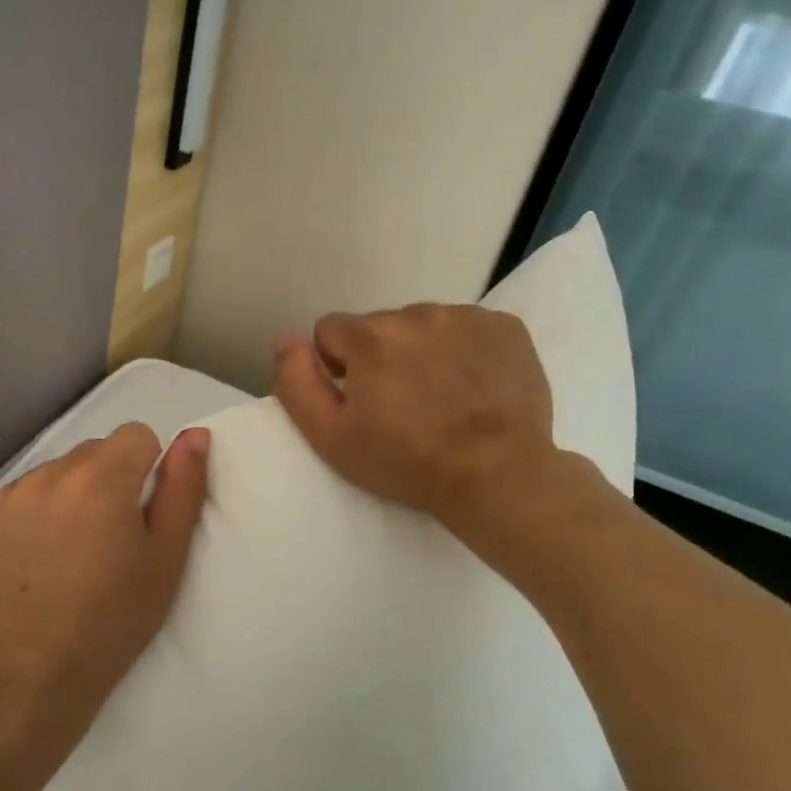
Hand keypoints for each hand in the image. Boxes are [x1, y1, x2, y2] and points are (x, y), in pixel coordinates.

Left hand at [0, 423, 210, 772]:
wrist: (28, 677)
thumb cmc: (112, 620)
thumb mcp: (166, 559)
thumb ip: (183, 488)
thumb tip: (195, 434)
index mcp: (101, 478)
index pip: (136, 435)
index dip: (146, 470)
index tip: (139, 516)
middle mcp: (49, 473)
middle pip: (93, 453)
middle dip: (106, 483)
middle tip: (106, 542)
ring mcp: (7, 496)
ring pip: (54, 475)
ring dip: (66, 498)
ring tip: (65, 555)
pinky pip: (16, 498)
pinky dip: (29, 517)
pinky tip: (30, 562)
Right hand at [272, 305, 575, 540]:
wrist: (497, 476)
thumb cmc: (406, 462)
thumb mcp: (330, 437)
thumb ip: (295, 383)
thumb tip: (285, 339)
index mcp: (369, 337)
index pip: (331, 330)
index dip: (337, 366)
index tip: (359, 399)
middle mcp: (416, 313)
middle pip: (379, 326)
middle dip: (381, 356)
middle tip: (402, 404)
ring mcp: (466, 317)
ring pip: (424, 324)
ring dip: (422, 350)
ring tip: (441, 396)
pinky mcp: (506, 327)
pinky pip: (468, 327)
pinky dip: (464, 349)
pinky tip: (474, 385)